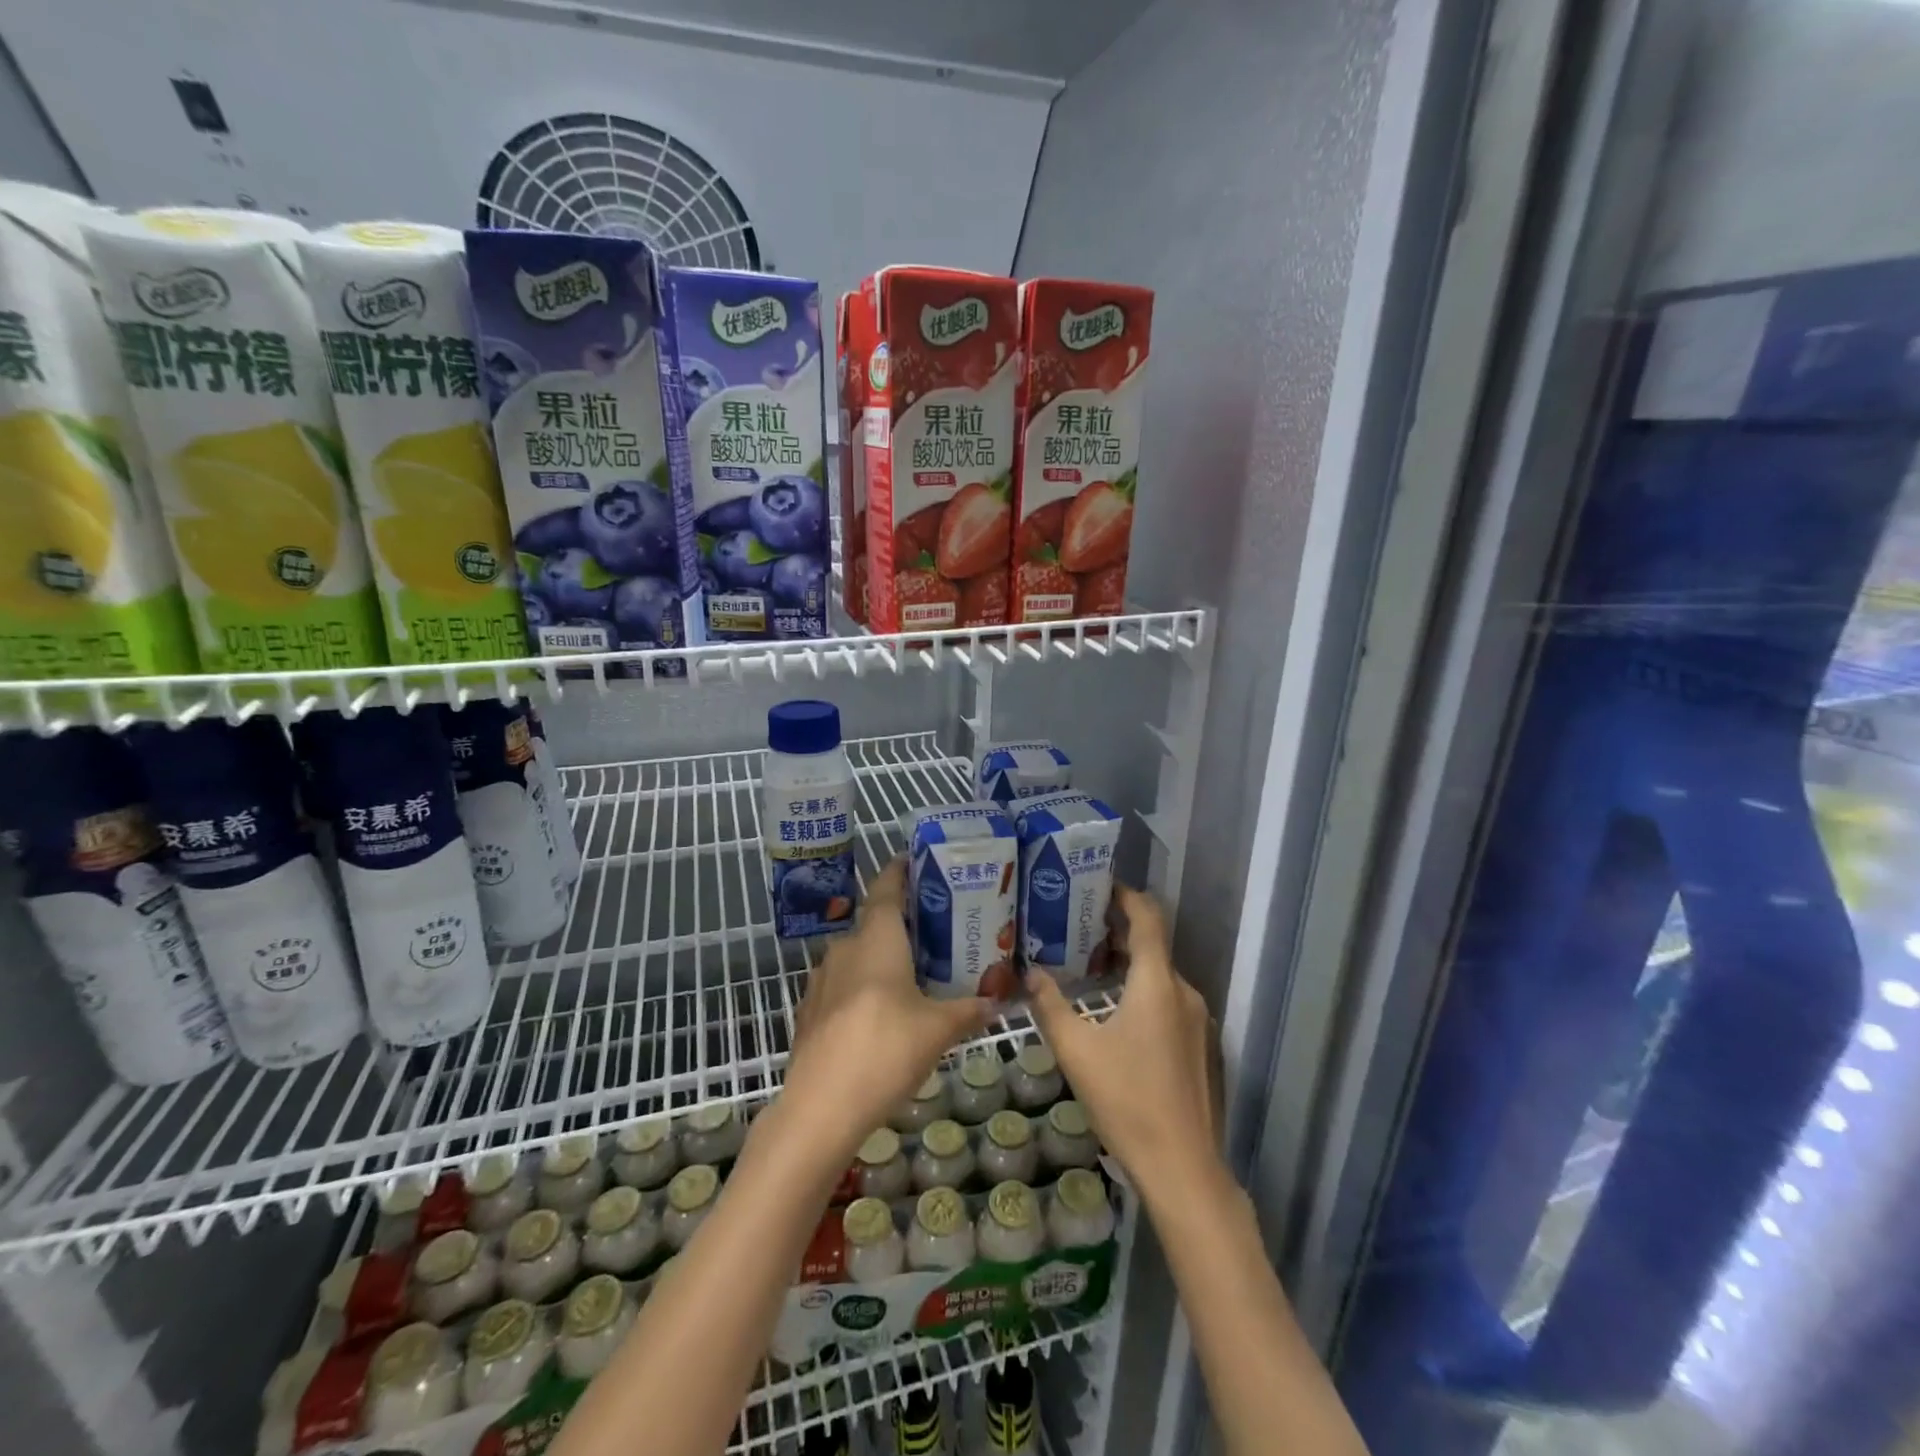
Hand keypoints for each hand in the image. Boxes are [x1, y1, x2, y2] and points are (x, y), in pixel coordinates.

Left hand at [780, 858, 993, 1157]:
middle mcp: (845, 948)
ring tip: (914, 972)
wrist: (820, 1108)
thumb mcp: (938, 1031)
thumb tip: (999, 1000)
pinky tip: (881, 1011)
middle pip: (875, 923)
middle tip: (935, 929)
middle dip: (902, 923)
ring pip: (857, 955)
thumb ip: (969, 1010)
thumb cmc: (885, 1051)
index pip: (887, 888)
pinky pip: (843, 984)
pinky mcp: (810, 1010)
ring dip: (882, 957)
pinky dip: (863, 986)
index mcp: (877, 939)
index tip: (915, 860)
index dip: (900, 870)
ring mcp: (822, 980)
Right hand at [1028, 886, 1221, 1192]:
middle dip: (1119, 931)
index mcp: (1157, 982)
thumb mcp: (1076, 1050)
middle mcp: (1183, 992)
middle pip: (1154, 945)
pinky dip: (1143, 991)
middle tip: (1080, 928)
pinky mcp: (1200, 1046)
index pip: (1148, 918)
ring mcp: (1197, 1021)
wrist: (1183, 1166)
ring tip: (1092, 967)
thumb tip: (1030, 973)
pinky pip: (1169, 1001)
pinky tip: (1116, 1013)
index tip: (1100, 885)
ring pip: (1161, 976)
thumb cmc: (1126, 1099)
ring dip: (1130, 964)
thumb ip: (1050, 1005)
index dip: (1127, 896)